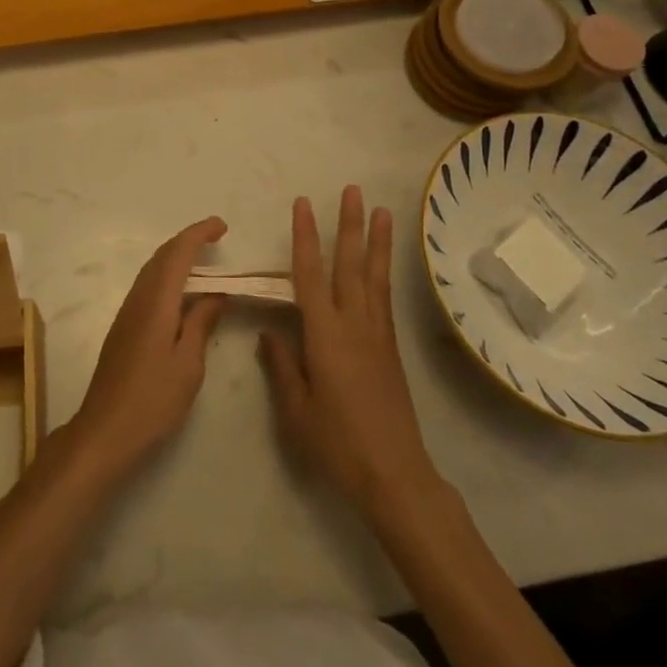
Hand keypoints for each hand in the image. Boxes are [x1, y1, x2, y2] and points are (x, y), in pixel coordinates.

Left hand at [69, 218, 227, 475]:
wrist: (105, 429)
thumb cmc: (153, 400)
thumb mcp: (188, 364)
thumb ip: (202, 323)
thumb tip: (216, 294)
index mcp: (157, 302)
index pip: (178, 253)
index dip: (199, 234)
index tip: (222, 226)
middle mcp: (138, 298)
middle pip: (162, 256)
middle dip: (188, 239)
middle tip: (216, 236)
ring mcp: (127, 312)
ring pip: (153, 269)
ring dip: (176, 256)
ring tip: (203, 259)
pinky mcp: (124, 326)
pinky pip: (148, 285)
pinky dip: (167, 275)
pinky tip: (181, 292)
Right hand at [258, 188, 443, 520]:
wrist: (394, 475)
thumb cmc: (338, 444)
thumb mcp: (297, 410)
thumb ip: (282, 366)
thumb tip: (271, 332)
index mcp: (325, 335)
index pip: (310, 275)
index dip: (304, 238)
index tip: (303, 204)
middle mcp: (354, 325)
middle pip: (349, 265)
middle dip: (349, 225)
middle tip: (352, 190)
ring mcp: (377, 334)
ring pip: (373, 277)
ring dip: (375, 241)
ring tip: (381, 211)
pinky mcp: (390, 348)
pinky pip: (384, 298)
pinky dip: (382, 272)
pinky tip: (381, 263)